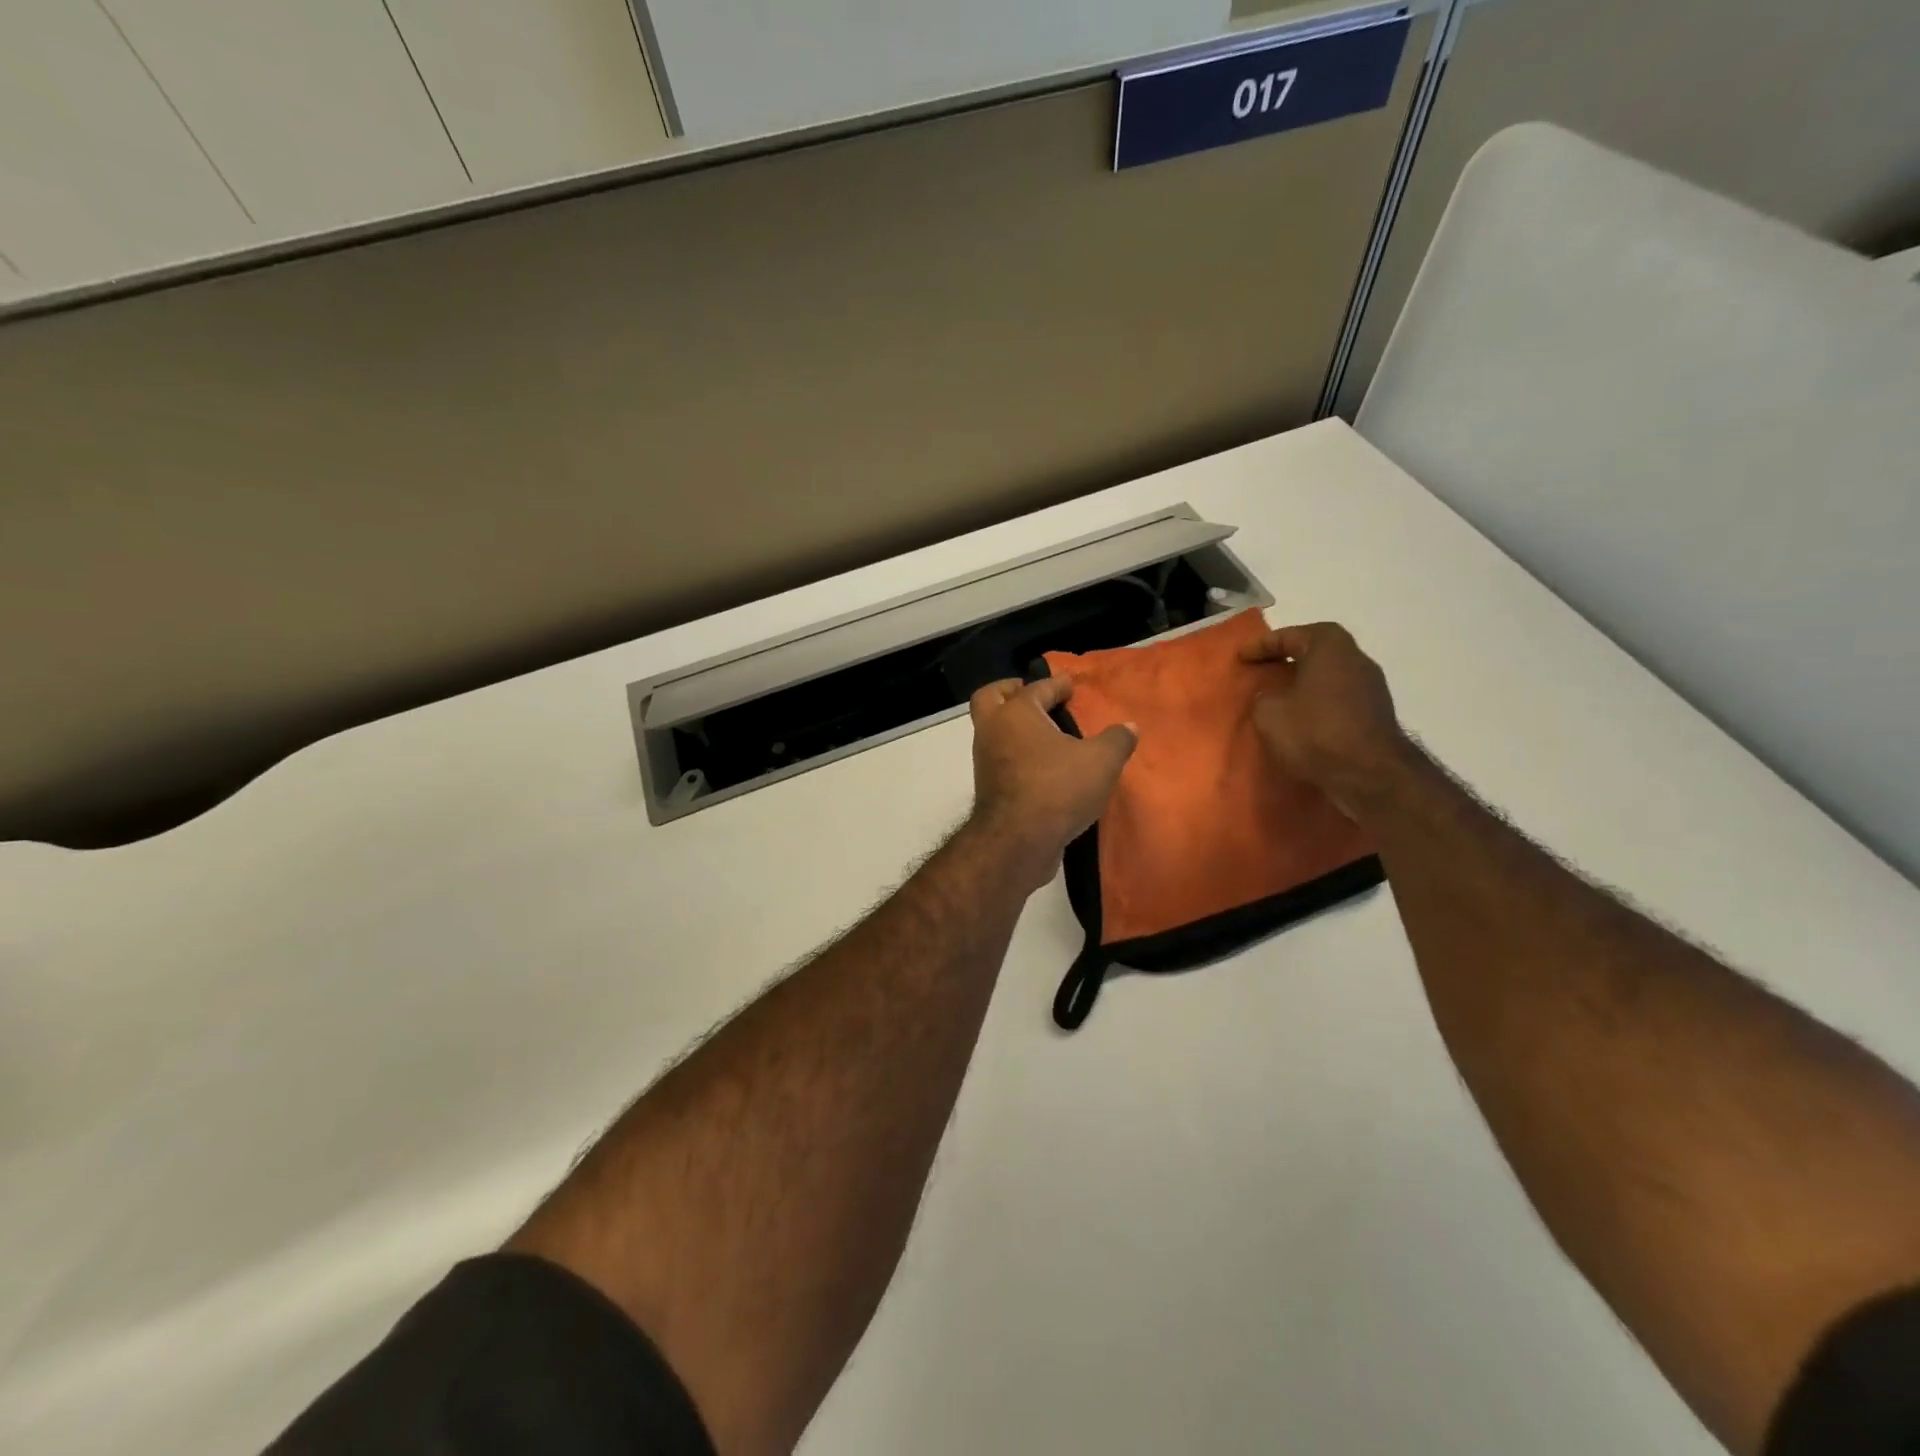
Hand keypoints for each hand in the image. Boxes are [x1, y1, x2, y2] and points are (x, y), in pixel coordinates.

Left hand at [967, 677, 1135, 889]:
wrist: (1018, 842)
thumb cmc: (1058, 788)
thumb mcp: (1101, 761)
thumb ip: (1116, 740)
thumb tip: (1129, 727)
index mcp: (1016, 713)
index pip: (1036, 688)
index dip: (1056, 684)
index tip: (1070, 684)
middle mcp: (993, 731)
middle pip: (991, 698)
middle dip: (1010, 691)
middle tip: (1033, 695)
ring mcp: (985, 761)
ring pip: (993, 732)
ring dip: (1013, 727)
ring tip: (1044, 733)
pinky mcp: (988, 789)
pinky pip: (1001, 760)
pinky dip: (1016, 754)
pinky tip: (1042, 765)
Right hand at [1240, 622, 1416, 819]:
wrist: (1369, 774)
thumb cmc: (1315, 731)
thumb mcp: (1268, 712)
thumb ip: (1264, 696)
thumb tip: (1272, 696)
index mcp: (1329, 645)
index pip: (1289, 635)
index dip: (1260, 645)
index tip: (1240, 657)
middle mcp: (1356, 658)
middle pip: (1315, 651)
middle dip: (1287, 660)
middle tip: (1262, 671)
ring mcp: (1372, 686)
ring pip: (1328, 676)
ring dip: (1304, 684)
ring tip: (1280, 698)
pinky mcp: (1376, 714)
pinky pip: (1338, 699)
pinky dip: (1318, 704)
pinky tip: (1302, 719)